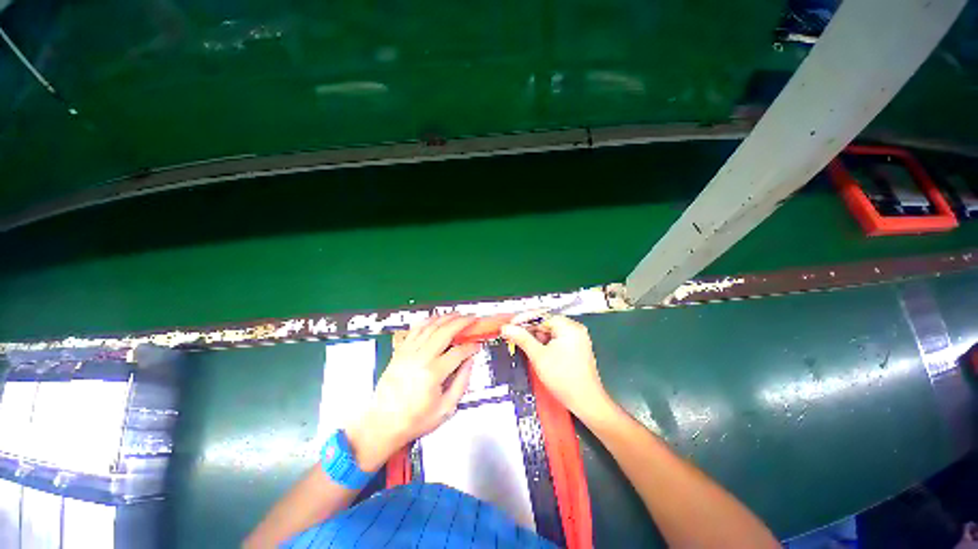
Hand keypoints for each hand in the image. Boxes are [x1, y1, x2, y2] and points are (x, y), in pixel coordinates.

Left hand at [346, 315, 479, 470]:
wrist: (383, 423)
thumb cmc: (414, 420)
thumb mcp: (446, 408)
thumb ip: (462, 382)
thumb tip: (470, 362)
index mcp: (433, 374)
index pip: (458, 352)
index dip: (471, 346)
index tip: (477, 345)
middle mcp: (420, 359)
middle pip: (445, 331)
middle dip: (462, 322)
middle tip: (472, 318)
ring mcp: (408, 353)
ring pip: (430, 327)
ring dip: (446, 317)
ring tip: (458, 314)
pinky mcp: (400, 352)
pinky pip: (415, 330)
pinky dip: (427, 321)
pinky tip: (435, 319)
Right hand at [501, 315, 613, 422]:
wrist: (585, 402)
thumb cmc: (565, 379)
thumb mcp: (538, 356)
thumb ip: (521, 339)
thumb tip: (507, 328)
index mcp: (568, 327)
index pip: (541, 315)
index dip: (523, 320)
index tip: (509, 326)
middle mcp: (574, 329)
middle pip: (545, 323)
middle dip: (529, 331)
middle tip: (513, 337)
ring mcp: (576, 338)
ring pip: (549, 332)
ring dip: (536, 338)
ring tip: (526, 349)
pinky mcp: (575, 348)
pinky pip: (555, 340)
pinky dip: (545, 345)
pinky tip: (537, 353)